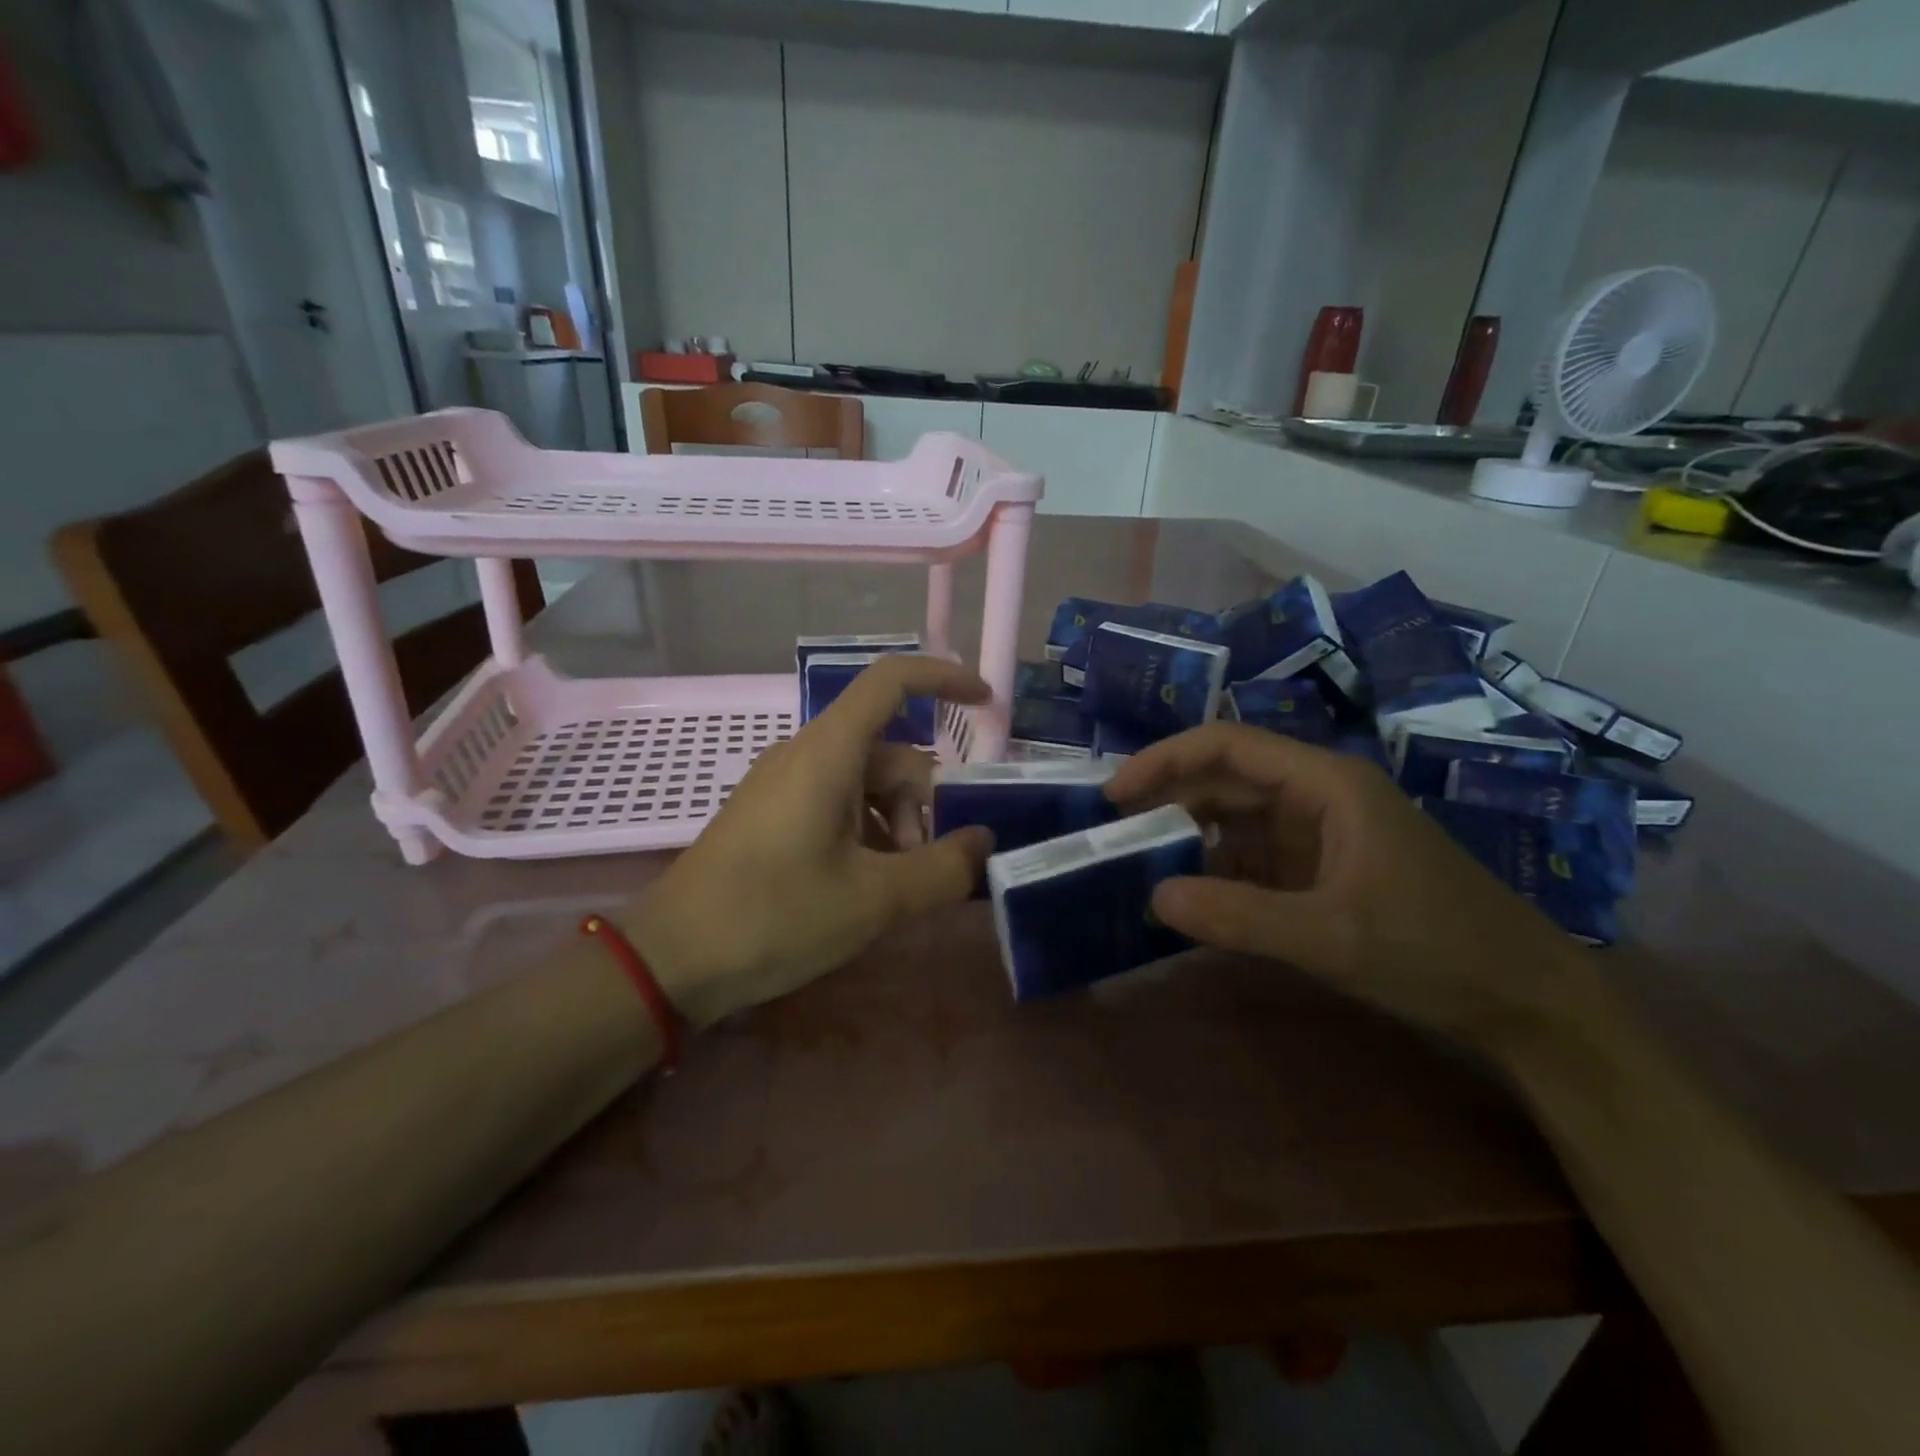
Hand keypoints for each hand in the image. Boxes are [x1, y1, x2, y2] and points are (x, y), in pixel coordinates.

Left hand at [624, 656, 993, 1027]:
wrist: (670, 960)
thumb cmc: (775, 916)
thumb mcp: (874, 899)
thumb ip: (942, 868)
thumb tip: (983, 842)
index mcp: (828, 751)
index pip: (892, 680)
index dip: (944, 678)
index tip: (986, 703)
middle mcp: (805, 753)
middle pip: (889, 751)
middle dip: (921, 803)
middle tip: (923, 866)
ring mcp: (783, 783)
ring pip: (864, 782)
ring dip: (894, 825)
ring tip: (891, 887)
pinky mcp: (770, 813)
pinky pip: (835, 803)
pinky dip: (864, 832)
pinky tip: (861, 885)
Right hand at [1105, 723, 1589, 1052]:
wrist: (1527, 1001)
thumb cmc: (1437, 950)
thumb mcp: (1332, 937)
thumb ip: (1239, 917)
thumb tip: (1153, 896)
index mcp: (1326, 784)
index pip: (1228, 746)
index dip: (1166, 760)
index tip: (1115, 793)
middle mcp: (1318, 797)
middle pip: (1226, 780)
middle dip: (1168, 800)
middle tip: (1113, 834)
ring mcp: (1321, 835)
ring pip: (1236, 820)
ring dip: (1189, 838)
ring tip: (1137, 865)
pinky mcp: (1322, 871)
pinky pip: (1253, 859)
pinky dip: (1216, 873)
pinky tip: (1187, 897)